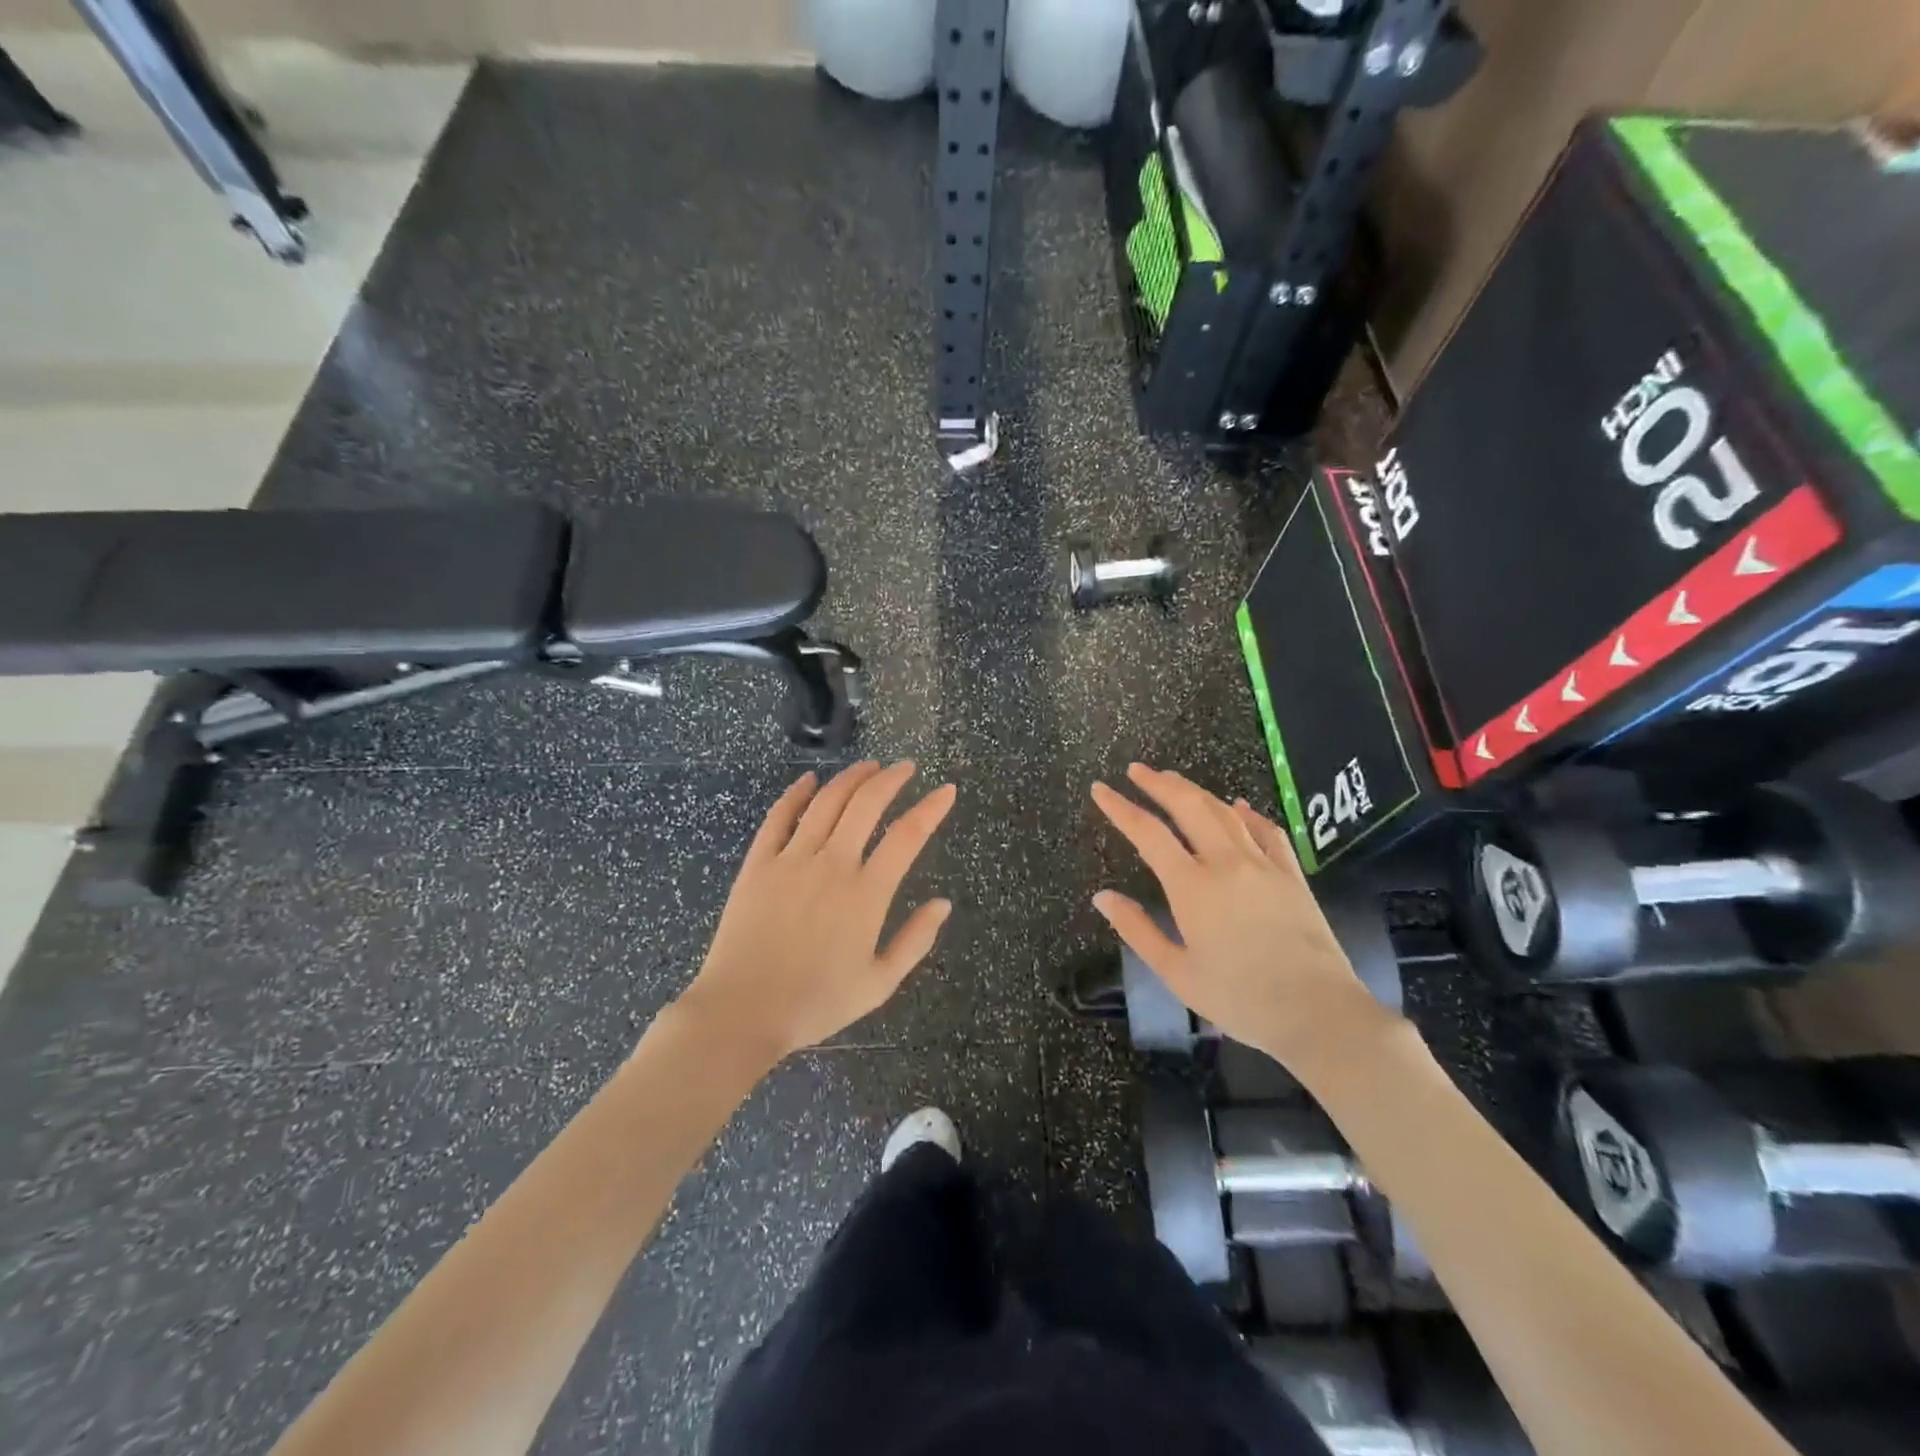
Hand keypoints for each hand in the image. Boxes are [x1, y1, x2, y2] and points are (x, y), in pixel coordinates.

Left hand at [676, 762, 957, 1064]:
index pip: (907, 836)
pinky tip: (809, 780)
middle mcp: (832, 864)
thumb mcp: (879, 983)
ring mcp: (791, 860)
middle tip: (906, 767)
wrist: (742, 1011)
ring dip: (851, 778)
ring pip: (826, 802)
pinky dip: (796, 794)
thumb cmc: (816, 1003)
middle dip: (891, 778)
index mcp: (866, 894)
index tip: (946, 790)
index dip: (931, 808)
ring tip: (869, 766)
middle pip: (866, 804)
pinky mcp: (758, 864)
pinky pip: (779, 817)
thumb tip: (943, 903)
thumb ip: (915, 940)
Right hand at [1090, 763, 1394, 1068]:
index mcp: (1192, 886)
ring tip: (1174, 781)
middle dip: (1158, 784)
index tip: (1100, 789)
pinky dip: (1248, 814)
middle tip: (1137, 770)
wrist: (1318, 1012)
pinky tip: (1239, 807)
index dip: (1120, 808)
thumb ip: (1137, 930)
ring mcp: (1263, 865)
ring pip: (1225, 812)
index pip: (1147, 833)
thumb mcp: (1177, 973)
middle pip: (1188, 807)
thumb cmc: (1240, 999)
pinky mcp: (1292, 875)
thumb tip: (1102, 897)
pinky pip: (1268, 832)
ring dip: (1196, 791)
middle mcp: (1226, 863)